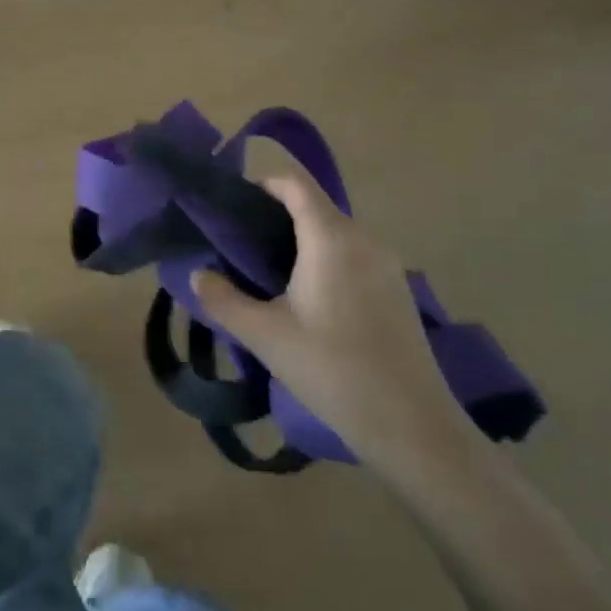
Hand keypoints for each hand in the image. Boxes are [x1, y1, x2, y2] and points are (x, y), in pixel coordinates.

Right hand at [191, 175, 470, 486]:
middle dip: (276, 217)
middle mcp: (363, 239)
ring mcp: (386, 264)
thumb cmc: (332, 369)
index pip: (295, 185)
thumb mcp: (265, 336)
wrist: (412, 425)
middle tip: (240, 247)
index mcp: (331, 238)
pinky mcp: (397, 290)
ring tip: (268, 275)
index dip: (262, 184)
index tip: (233, 206)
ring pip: (335, 234)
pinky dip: (325, 260)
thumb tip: (197, 275)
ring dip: (301, 242)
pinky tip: (309, 300)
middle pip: (315, 207)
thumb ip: (223, 300)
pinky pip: (353, 256)